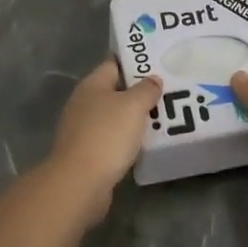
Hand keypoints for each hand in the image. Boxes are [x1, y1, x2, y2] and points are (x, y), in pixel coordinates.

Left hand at [43, 60, 162, 227]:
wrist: (80, 183)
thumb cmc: (107, 136)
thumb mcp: (133, 106)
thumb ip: (146, 89)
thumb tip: (153, 79)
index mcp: (92, 85)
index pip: (115, 64)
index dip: (136, 63)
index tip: (159, 64)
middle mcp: (84, 103)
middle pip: (116, 91)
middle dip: (140, 93)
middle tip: (168, 93)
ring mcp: (83, 129)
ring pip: (115, 117)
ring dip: (135, 118)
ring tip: (163, 118)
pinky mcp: (87, 153)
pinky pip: (112, 139)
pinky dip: (128, 139)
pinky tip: (145, 144)